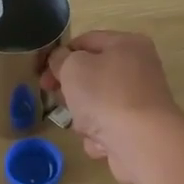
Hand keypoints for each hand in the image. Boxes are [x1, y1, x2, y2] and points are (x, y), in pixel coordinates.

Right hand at [43, 31, 183, 183]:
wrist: (141, 142)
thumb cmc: (105, 95)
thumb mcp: (73, 67)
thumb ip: (60, 59)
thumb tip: (61, 61)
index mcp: (127, 44)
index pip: (85, 41)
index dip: (60, 55)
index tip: (42, 74)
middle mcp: (138, 69)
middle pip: (92, 74)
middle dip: (71, 90)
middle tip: (57, 99)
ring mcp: (140, 101)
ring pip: (97, 104)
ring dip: (84, 116)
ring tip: (85, 124)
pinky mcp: (140, 129)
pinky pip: (108, 128)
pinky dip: (100, 135)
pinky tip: (101, 141)